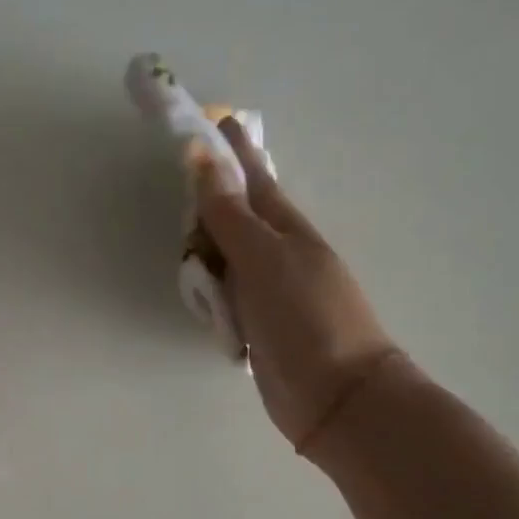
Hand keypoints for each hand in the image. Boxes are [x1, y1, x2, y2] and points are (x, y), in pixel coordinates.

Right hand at [195, 118, 400, 454]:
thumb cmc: (306, 317)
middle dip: (212, 198)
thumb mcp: (264, 258)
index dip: (234, 152)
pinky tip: (197, 288)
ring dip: (206, 247)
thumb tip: (203, 157)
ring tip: (183, 235)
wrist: (336, 396)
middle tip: (182, 180)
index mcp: (286, 229)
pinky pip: (225, 296)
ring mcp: (268, 293)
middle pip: (236, 217)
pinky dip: (209, 289)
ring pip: (227, 258)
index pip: (254, 179)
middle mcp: (278, 255)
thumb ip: (229, 214)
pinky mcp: (257, 327)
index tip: (214, 122)